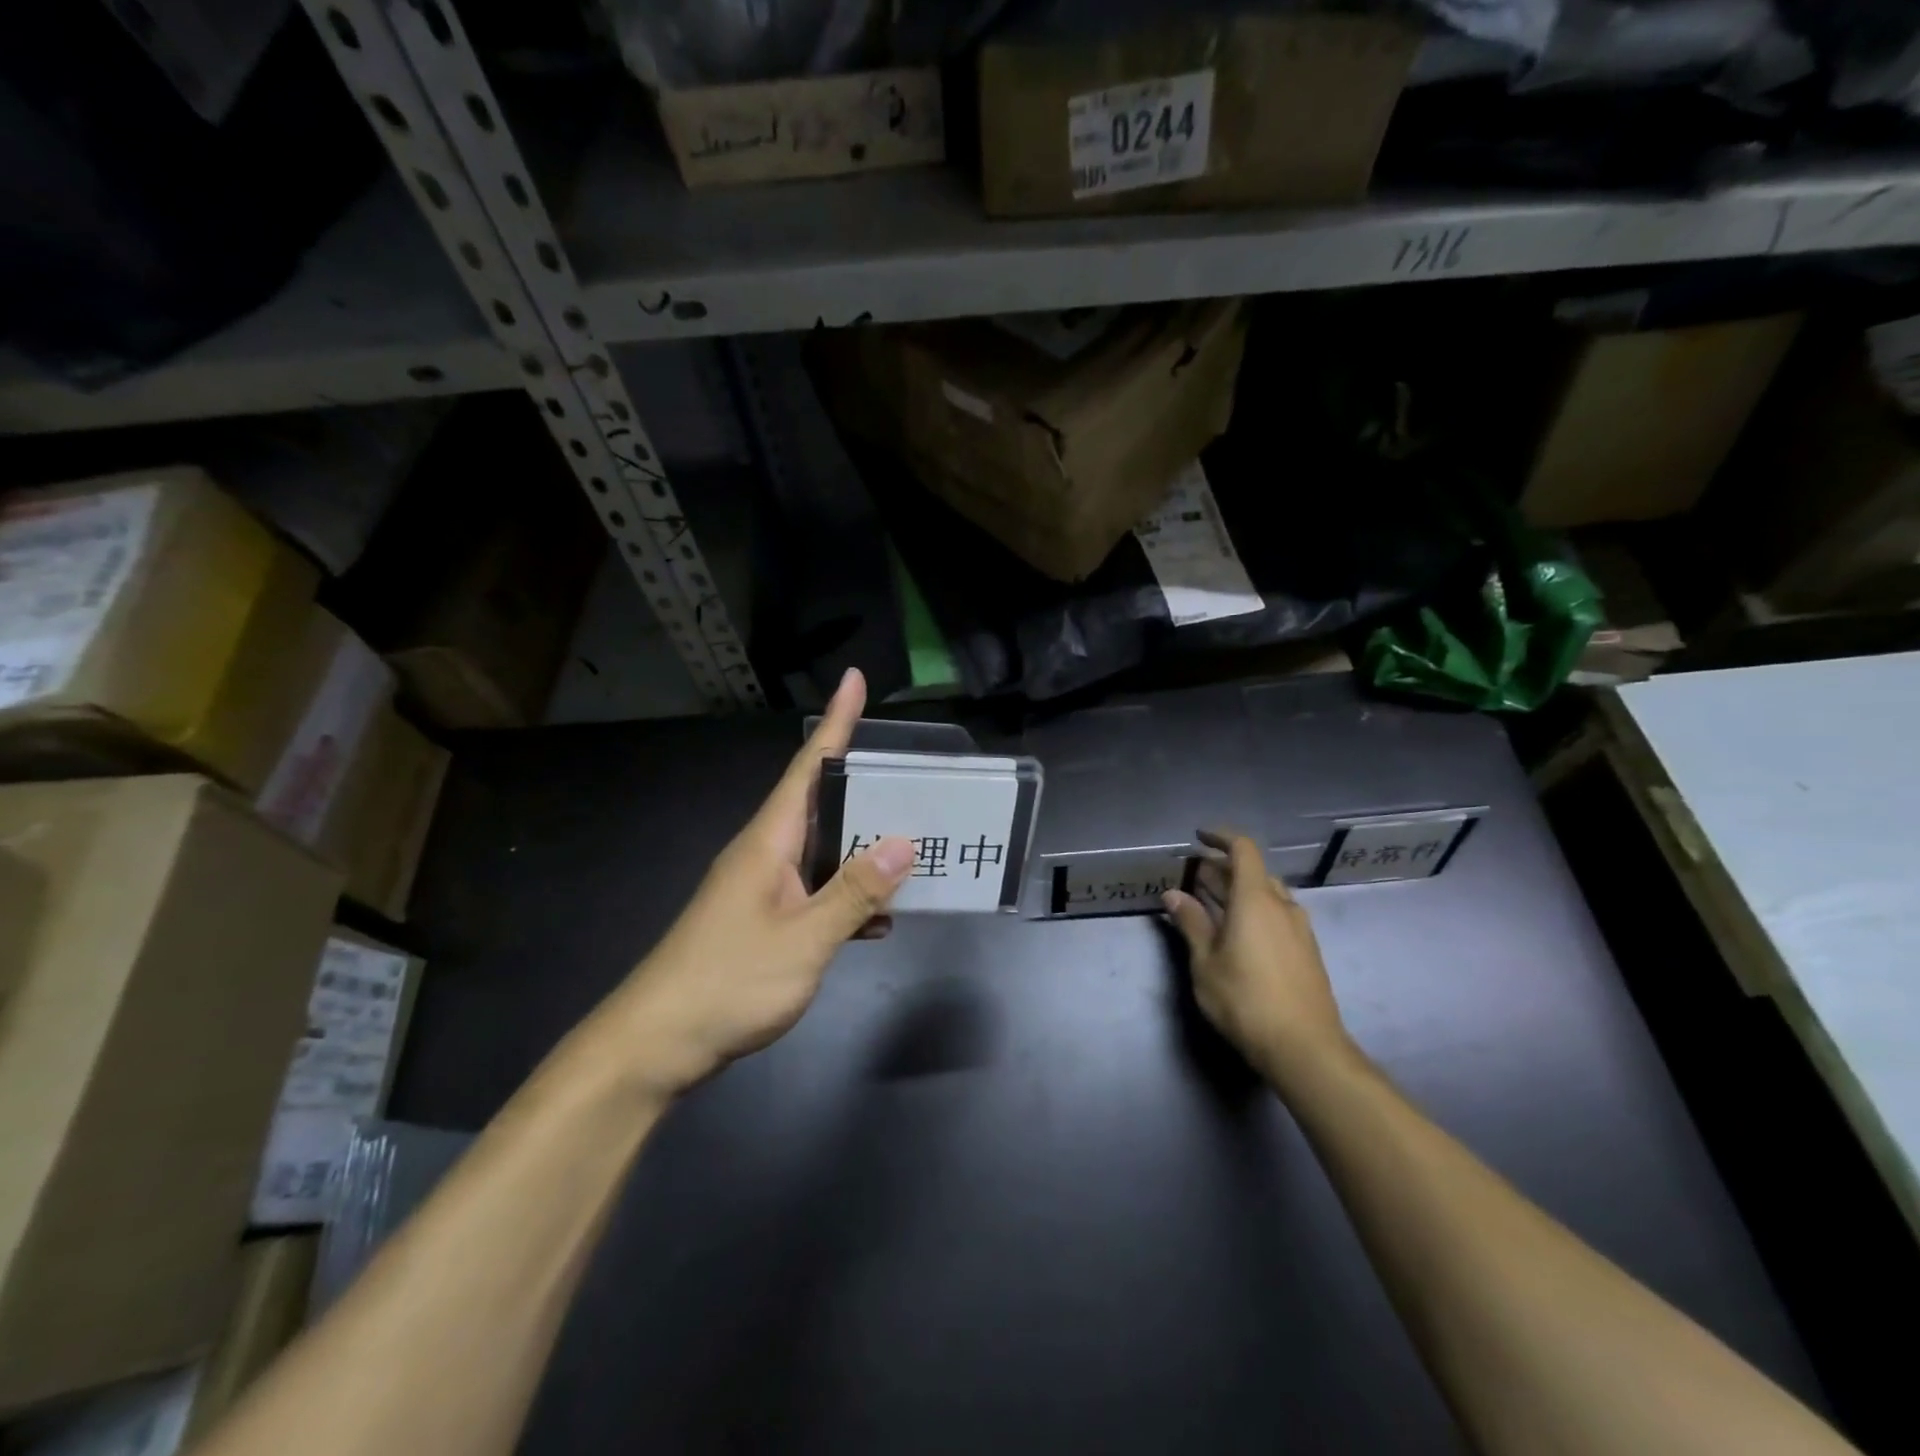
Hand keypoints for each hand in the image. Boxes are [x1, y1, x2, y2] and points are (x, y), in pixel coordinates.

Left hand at [604, 669, 913, 1097]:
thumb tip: (903, 841)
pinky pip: (816, 893)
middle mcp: (765, 853)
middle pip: (822, 804)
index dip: (836, 722)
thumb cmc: (728, 981)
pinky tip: (880, 918)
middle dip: (866, 785)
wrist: (657, 1043)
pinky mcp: (763, 921)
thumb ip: (854, 892)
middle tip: (917, 777)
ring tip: (914, 843)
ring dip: (863, 847)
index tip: (855, 678)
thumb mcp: (803, 939)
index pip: (809, 766)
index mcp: (770, 840)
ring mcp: (762, 889)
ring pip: (824, 852)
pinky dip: (849, 897)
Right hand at [1163, 830, 1350, 1079]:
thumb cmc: (1246, 1000)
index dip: (1220, 837)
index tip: (1198, 838)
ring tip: (1211, 903)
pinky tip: (1237, 932)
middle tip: (1193, 876)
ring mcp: (1299, 929)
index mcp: (1256, 899)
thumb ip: (1191, 923)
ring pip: (1266, 895)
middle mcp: (1282, 905)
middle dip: (1222, 869)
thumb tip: (1173, 894)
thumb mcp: (1205, 962)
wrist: (1305, 1048)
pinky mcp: (1306, 951)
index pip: (1243, 849)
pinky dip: (1253, 911)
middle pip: (1253, 872)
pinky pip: (1276, 915)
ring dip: (1238, 891)